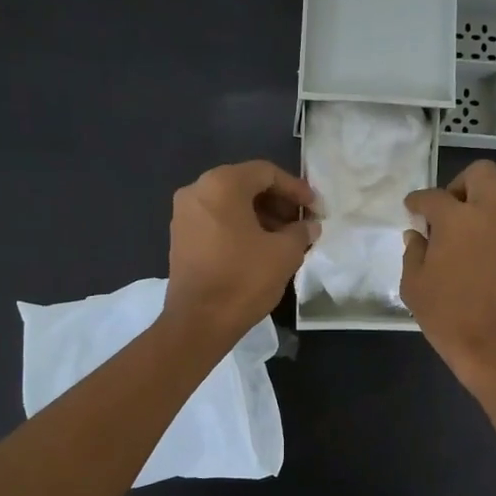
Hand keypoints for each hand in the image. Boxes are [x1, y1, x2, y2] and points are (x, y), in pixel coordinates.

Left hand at [163, 160, 316, 345]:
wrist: (199, 322)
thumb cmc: (244, 279)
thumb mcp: (285, 253)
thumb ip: (301, 231)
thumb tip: (309, 225)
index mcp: (222, 184)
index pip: (266, 173)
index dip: (296, 188)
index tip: (316, 209)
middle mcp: (197, 190)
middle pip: (246, 185)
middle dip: (278, 202)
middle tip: (302, 223)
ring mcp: (184, 214)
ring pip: (231, 203)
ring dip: (261, 216)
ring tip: (286, 238)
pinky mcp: (180, 237)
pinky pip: (217, 220)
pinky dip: (240, 227)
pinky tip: (261, 248)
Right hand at [402, 159, 495, 391]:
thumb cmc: (448, 316)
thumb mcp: (414, 286)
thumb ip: (413, 253)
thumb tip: (417, 235)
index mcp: (455, 219)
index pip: (432, 196)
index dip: (417, 201)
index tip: (413, 209)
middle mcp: (490, 213)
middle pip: (483, 173)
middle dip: (462, 183)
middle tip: (450, 209)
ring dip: (491, 196)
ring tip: (475, 221)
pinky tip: (489, 251)